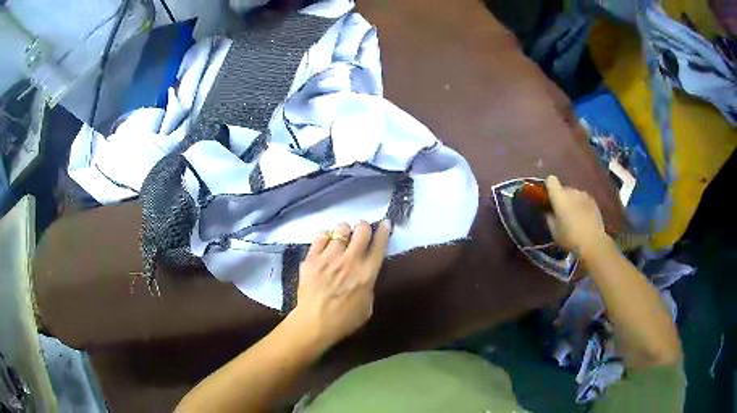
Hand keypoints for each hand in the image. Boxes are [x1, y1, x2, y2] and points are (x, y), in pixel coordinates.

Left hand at [289, 220, 391, 351]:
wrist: (314, 323)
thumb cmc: (344, 320)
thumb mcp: (367, 306)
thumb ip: (368, 286)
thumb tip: (365, 275)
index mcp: (367, 273)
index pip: (379, 244)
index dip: (383, 231)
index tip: (384, 224)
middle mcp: (350, 260)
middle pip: (361, 230)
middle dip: (364, 227)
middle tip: (361, 232)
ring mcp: (329, 257)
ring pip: (340, 229)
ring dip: (344, 232)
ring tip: (341, 238)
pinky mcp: (312, 258)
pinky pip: (320, 236)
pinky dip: (325, 237)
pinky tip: (325, 243)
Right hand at [545, 175, 607, 255]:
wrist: (593, 243)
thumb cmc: (570, 238)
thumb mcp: (554, 232)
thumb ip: (549, 218)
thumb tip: (548, 211)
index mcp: (560, 197)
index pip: (551, 180)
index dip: (549, 186)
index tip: (549, 197)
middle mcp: (572, 191)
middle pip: (564, 189)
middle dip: (562, 198)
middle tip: (562, 212)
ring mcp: (584, 195)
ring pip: (574, 194)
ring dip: (573, 201)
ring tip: (574, 216)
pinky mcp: (593, 201)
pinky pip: (583, 199)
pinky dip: (582, 205)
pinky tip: (584, 218)